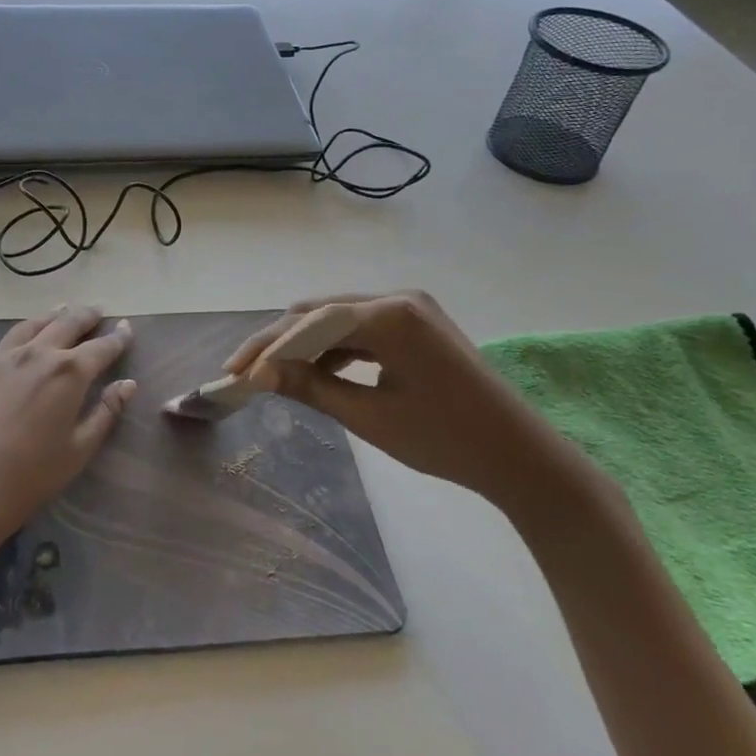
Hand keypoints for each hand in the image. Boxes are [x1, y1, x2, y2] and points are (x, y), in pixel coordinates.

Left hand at [0, 300, 134, 616]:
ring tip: (59, 308)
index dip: (117, 338)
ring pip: (27, 326)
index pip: (101, 349)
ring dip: (46, 316)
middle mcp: (36, 355)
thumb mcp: (78, 450)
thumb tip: (128, 385)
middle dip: (85, 316)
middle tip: (97, 310)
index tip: (126, 328)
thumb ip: (105, 413)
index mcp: (69, 373)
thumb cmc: (29, 478)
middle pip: (66, 325)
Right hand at [224, 290, 587, 510]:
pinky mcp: (418, 325)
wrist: (520, 456)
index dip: (267, 345)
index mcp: (390, 315)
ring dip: (305, 344)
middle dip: (281, 341)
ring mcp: (411, 308)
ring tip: (272, 374)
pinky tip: (314, 370)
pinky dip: (335, 348)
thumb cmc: (445, 440)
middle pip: (321, 313)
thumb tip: (260, 375)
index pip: (310, 320)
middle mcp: (399, 298)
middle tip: (245, 371)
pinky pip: (363, 329)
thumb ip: (311, 388)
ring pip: (340, 319)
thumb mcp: (370, 416)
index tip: (235, 372)